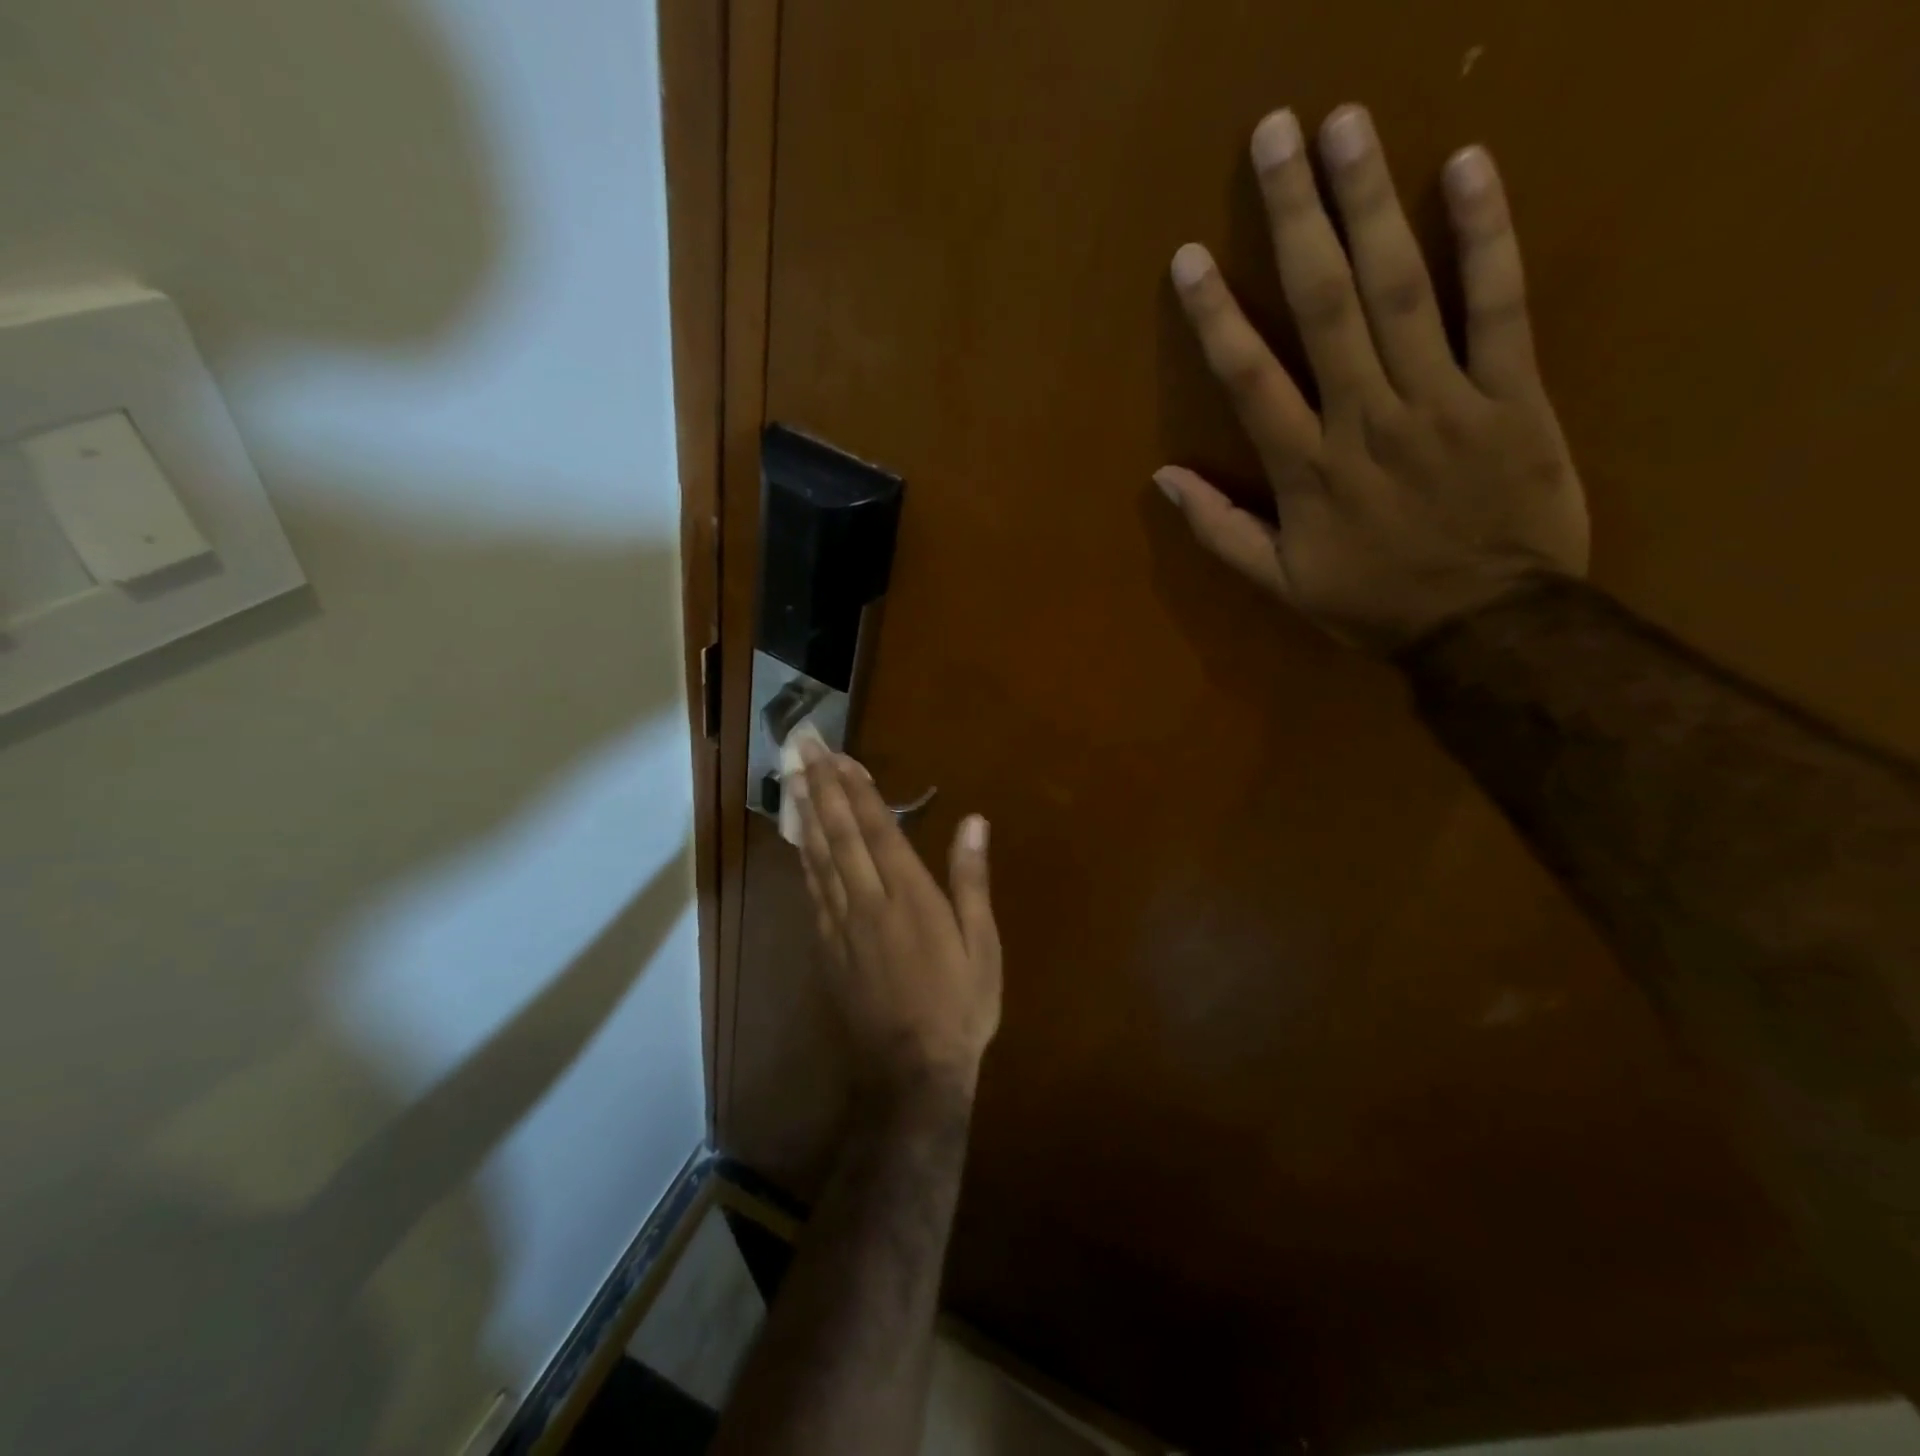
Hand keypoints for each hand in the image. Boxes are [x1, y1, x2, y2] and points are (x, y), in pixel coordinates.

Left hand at [793, 740, 1001, 1101]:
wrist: (911, 1072)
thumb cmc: (959, 1005)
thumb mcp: (981, 944)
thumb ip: (971, 880)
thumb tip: (974, 821)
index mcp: (908, 896)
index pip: (876, 829)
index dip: (857, 789)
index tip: (840, 756)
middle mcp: (867, 901)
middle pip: (838, 835)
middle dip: (821, 788)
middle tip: (802, 750)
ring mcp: (841, 926)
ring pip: (817, 859)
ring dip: (805, 815)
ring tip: (794, 781)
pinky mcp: (827, 948)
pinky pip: (812, 893)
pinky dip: (803, 859)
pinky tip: (799, 842)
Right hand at [1160, 104, 1588, 653]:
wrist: (1490, 625)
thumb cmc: (1374, 604)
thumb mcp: (1282, 585)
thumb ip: (1221, 531)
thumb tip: (1165, 479)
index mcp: (1308, 471)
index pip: (1251, 379)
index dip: (1217, 316)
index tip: (1190, 257)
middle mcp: (1366, 420)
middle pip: (1326, 307)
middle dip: (1296, 218)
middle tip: (1275, 134)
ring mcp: (1443, 400)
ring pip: (1403, 290)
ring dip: (1372, 204)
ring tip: (1347, 126)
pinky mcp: (1512, 392)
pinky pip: (1499, 305)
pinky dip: (1487, 235)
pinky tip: (1466, 168)